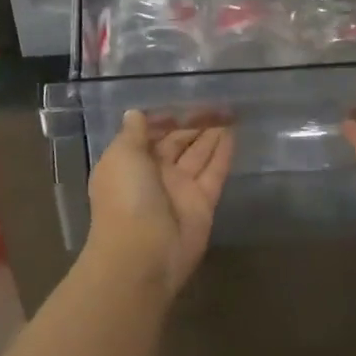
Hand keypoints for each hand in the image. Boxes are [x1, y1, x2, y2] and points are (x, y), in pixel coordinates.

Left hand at [85, 111, 232, 292]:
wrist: (142, 254)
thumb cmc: (125, 198)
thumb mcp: (121, 156)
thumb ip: (133, 134)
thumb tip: (135, 113)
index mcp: (129, 162)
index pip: (149, 134)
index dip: (165, 118)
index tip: (183, 101)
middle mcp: (154, 174)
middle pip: (176, 142)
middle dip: (192, 123)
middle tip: (215, 101)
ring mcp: (180, 189)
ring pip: (198, 155)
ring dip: (211, 134)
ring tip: (229, 111)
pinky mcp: (203, 203)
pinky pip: (214, 172)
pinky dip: (223, 153)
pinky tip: (234, 132)